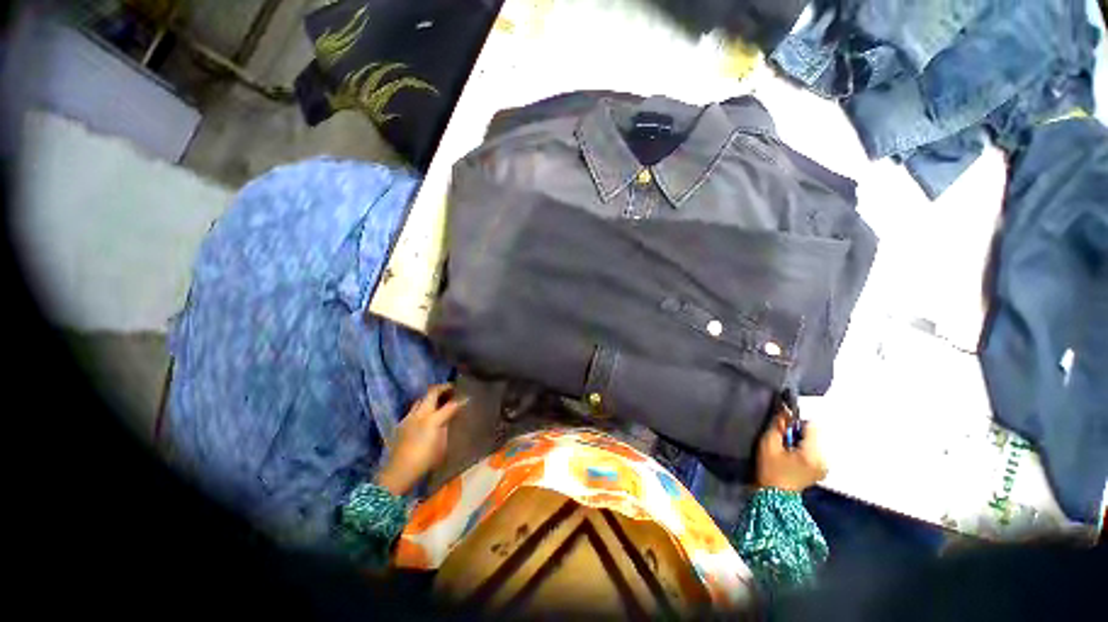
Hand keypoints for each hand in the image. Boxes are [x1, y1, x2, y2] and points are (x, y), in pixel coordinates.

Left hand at [374, 384, 466, 495]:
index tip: (467, 398)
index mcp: (432, 419)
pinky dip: (423, 407)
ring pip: (421, 399)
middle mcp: (420, 414)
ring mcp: (408, 417)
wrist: (398, 473)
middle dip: (443, 389)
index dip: (460, 401)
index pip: (450, 405)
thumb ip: (447, 427)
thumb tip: (452, 416)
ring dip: (431, 396)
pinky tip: (426, 415)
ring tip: (440, 400)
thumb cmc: (425, 460)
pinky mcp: (401, 424)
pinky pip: (414, 409)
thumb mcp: (442, 445)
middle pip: (431, 393)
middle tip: (452, 389)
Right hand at [755, 410, 827, 492]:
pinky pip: (817, 448)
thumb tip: (784, 410)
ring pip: (817, 440)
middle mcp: (825, 459)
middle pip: (816, 432)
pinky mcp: (823, 468)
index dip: (796, 422)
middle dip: (800, 431)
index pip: (812, 425)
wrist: (774, 496)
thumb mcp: (768, 444)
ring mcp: (826, 465)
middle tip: (785, 439)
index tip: (784, 428)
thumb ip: (778, 425)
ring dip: (803, 438)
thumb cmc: (770, 469)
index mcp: (813, 454)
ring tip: (789, 448)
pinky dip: (806, 446)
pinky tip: (794, 455)